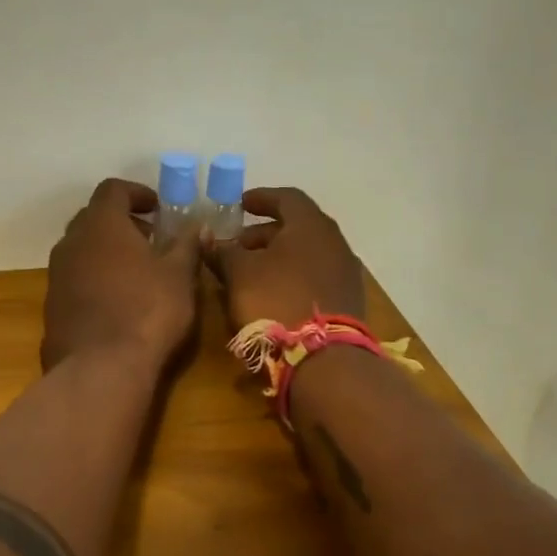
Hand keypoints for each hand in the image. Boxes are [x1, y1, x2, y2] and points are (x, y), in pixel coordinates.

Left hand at [42, 178, 200, 371]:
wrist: (100, 368)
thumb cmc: (147, 311)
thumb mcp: (179, 276)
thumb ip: (187, 245)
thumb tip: (197, 226)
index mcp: (101, 224)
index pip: (113, 189)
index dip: (136, 193)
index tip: (158, 207)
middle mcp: (71, 243)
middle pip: (93, 218)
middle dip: (121, 223)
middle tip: (150, 239)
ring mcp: (57, 276)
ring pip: (81, 250)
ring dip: (106, 253)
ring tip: (136, 273)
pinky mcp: (52, 307)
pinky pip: (74, 280)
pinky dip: (94, 279)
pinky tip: (116, 303)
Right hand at [206, 187, 365, 329]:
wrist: (323, 358)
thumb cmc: (276, 301)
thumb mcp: (239, 274)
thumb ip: (223, 252)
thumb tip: (209, 240)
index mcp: (311, 225)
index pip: (287, 197)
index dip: (261, 198)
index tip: (240, 205)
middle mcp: (334, 242)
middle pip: (297, 227)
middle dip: (264, 234)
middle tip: (238, 246)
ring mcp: (345, 272)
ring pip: (306, 254)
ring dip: (278, 258)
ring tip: (250, 273)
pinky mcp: (347, 300)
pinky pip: (315, 277)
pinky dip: (293, 277)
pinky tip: (273, 294)